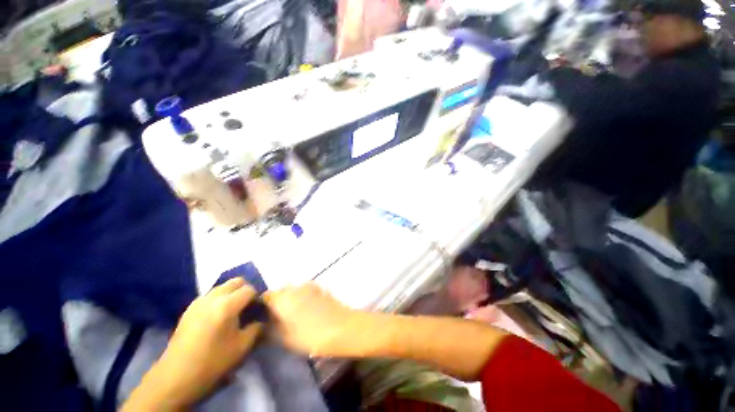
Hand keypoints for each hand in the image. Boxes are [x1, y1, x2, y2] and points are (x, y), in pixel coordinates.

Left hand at [148, 278, 262, 407]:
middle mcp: (212, 298)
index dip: (257, 297)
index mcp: (227, 305)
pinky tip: (218, 316)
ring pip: (222, 286)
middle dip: (245, 290)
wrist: (176, 376)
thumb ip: (256, 328)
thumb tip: (261, 319)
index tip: (258, 309)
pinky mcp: (189, 309)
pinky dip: (219, 299)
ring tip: (234, 310)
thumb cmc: (212, 362)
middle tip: (248, 306)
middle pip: (236, 281)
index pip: (249, 289)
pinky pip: (210, 295)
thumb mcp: (242, 347)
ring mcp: (198, 302)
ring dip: (232, 293)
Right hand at [263, 283, 358, 356]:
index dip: (262, 308)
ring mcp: (309, 286)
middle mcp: (295, 287)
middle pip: (280, 292)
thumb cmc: (310, 336)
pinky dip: (303, 298)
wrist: (341, 327)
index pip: (265, 297)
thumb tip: (263, 323)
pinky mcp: (321, 288)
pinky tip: (309, 311)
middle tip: (278, 320)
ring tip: (295, 317)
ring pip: (294, 291)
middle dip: (277, 304)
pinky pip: (306, 291)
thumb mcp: (284, 339)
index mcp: (282, 298)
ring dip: (291, 300)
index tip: (263, 319)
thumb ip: (270, 328)